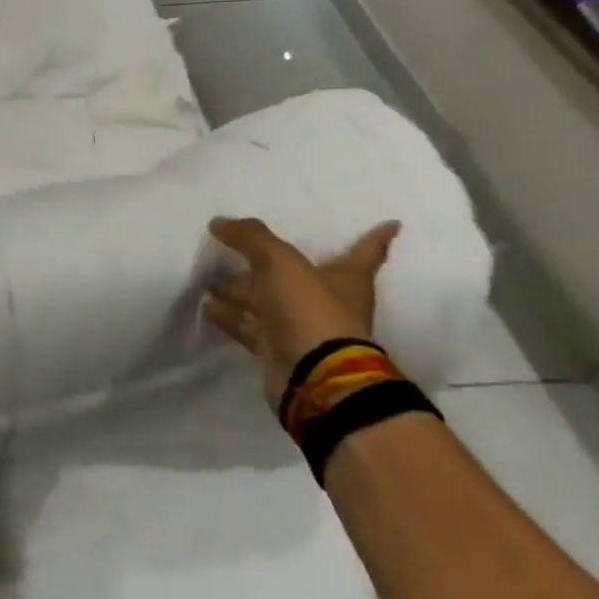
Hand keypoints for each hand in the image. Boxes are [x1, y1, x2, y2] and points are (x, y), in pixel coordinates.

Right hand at [203, 217, 399, 405]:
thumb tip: (220, 222)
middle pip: (294, 276)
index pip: (365, 252)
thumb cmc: (310, 310)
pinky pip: (249, 327)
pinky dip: (229, 316)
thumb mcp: (280, 262)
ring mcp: (301, 328)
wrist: (313, 376)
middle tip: (234, 248)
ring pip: (266, 302)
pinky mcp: (277, 350)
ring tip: (208, 278)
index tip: (392, 224)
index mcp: (345, 278)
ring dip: (240, 291)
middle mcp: (326, 302)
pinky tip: (206, 306)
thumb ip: (251, 238)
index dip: (375, 238)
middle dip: (264, 264)